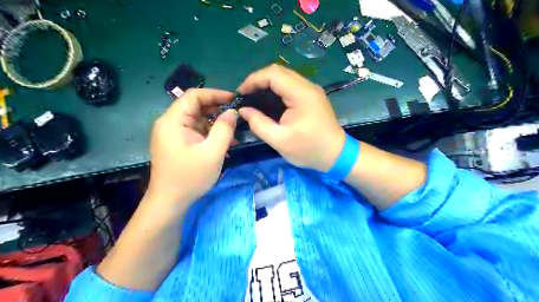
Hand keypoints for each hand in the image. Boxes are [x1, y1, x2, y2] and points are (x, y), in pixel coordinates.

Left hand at [147, 89, 238, 203]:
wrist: (170, 202)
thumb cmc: (190, 177)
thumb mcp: (213, 152)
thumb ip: (224, 129)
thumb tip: (232, 112)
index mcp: (173, 121)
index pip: (194, 96)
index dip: (215, 94)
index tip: (234, 99)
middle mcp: (169, 123)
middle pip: (195, 107)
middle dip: (217, 110)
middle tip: (236, 116)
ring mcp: (172, 134)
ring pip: (197, 120)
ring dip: (215, 124)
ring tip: (233, 132)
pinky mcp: (177, 143)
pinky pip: (195, 131)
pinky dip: (209, 134)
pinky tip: (223, 142)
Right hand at [237, 65, 344, 172]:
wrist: (336, 155)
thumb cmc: (309, 149)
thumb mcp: (280, 141)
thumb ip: (259, 124)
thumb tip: (243, 110)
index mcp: (301, 94)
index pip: (273, 74)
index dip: (253, 80)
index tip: (240, 94)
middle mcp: (308, 86)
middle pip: (278, 71)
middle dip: (258, 81)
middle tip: (245, 96)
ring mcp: (311, 90)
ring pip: (284, 77)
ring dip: (267, 84)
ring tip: (253, 98)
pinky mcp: (312, 96)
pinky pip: (290, 85)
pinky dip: (276, 89)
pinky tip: (268, 101)